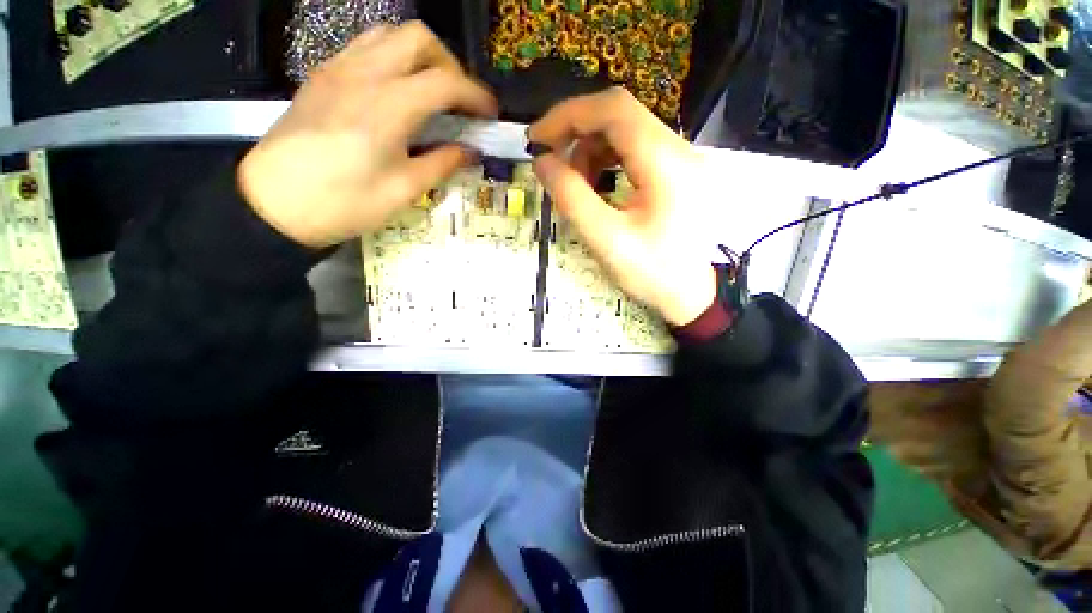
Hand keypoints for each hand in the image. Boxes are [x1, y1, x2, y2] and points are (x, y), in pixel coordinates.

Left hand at [239, 22, 497, 247]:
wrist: (274, 202)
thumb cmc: (344, 203)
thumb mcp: (403, 191)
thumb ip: (441, 164)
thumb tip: (469, 152)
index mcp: (389, 106)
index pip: (445, 82)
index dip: (475, 95)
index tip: (489, 113)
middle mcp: (364, 74)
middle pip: (418, 38)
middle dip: (448, 64)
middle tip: (458, 99)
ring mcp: (338, 69)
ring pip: (389, 35)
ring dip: (419, 57)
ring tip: (430, 92)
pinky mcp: (322, 76)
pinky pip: (364, 47)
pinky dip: (391, 59)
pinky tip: (396, 91)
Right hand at [529, 87, 715, 326]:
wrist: (692, 296)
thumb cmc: (652, 274)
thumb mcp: (606, 240)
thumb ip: (571, 197)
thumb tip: (543, 162)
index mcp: (666, 162)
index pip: (614, 109)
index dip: (568, 115)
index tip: (537, 140)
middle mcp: (680, 149)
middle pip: (621, 115)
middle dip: (578, 132)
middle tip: (551, 161)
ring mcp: (683, 159)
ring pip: (627, 132)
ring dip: (592, 150)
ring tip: (576, 183)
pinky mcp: (679, 172)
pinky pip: (637, 151)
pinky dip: (609, 161)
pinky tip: (597, 185)